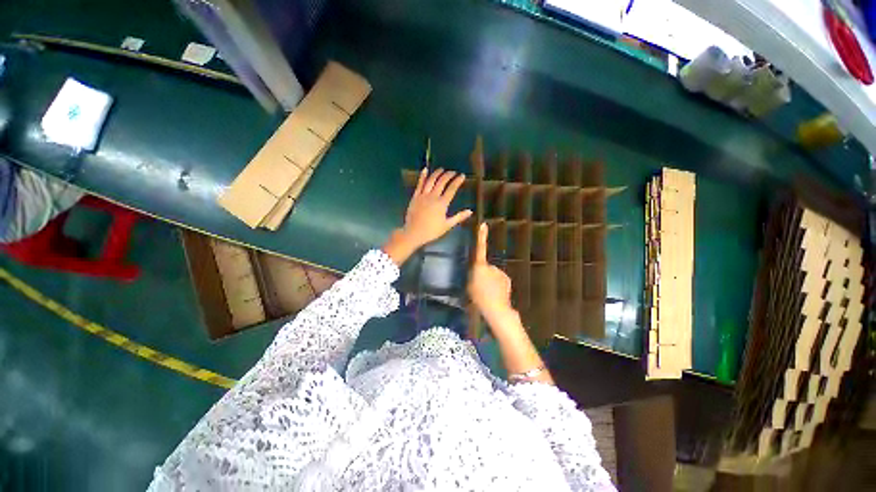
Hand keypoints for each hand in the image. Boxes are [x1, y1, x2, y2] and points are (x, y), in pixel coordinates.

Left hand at [383, 168, 471, 264]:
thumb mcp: (447, 225)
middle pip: (442, 182)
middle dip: (448, 175)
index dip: (457, 181)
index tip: (462, 175)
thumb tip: (470, 211)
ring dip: (437, 173)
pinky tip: (425, 170)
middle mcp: (433, 196)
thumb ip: (459, 217)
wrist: (414, 233)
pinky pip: (419, 184)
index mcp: (442, 203)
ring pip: (431, 180)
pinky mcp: (415, 197)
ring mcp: (423, 195)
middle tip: (453, 172)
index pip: (452, 189)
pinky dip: (422, 176)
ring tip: (442, 169)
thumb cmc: (432, 231)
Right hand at [468, 223, 515, 323]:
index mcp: (479, 267)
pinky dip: (498, 285)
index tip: (483, 225)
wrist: (495, 308)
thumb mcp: (469, 286)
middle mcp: (491, 266)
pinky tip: (496, 294)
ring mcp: (500, 272)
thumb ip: (473, 276)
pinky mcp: (507, 279)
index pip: (480, 249)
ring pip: (494, 274)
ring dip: (491, 281)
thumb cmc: (478, 298)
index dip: (481, 237)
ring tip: (488, 293)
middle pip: (486, 267)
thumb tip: (477, 273)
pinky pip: (500, 280)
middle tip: (480, 287)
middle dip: (484, 274)